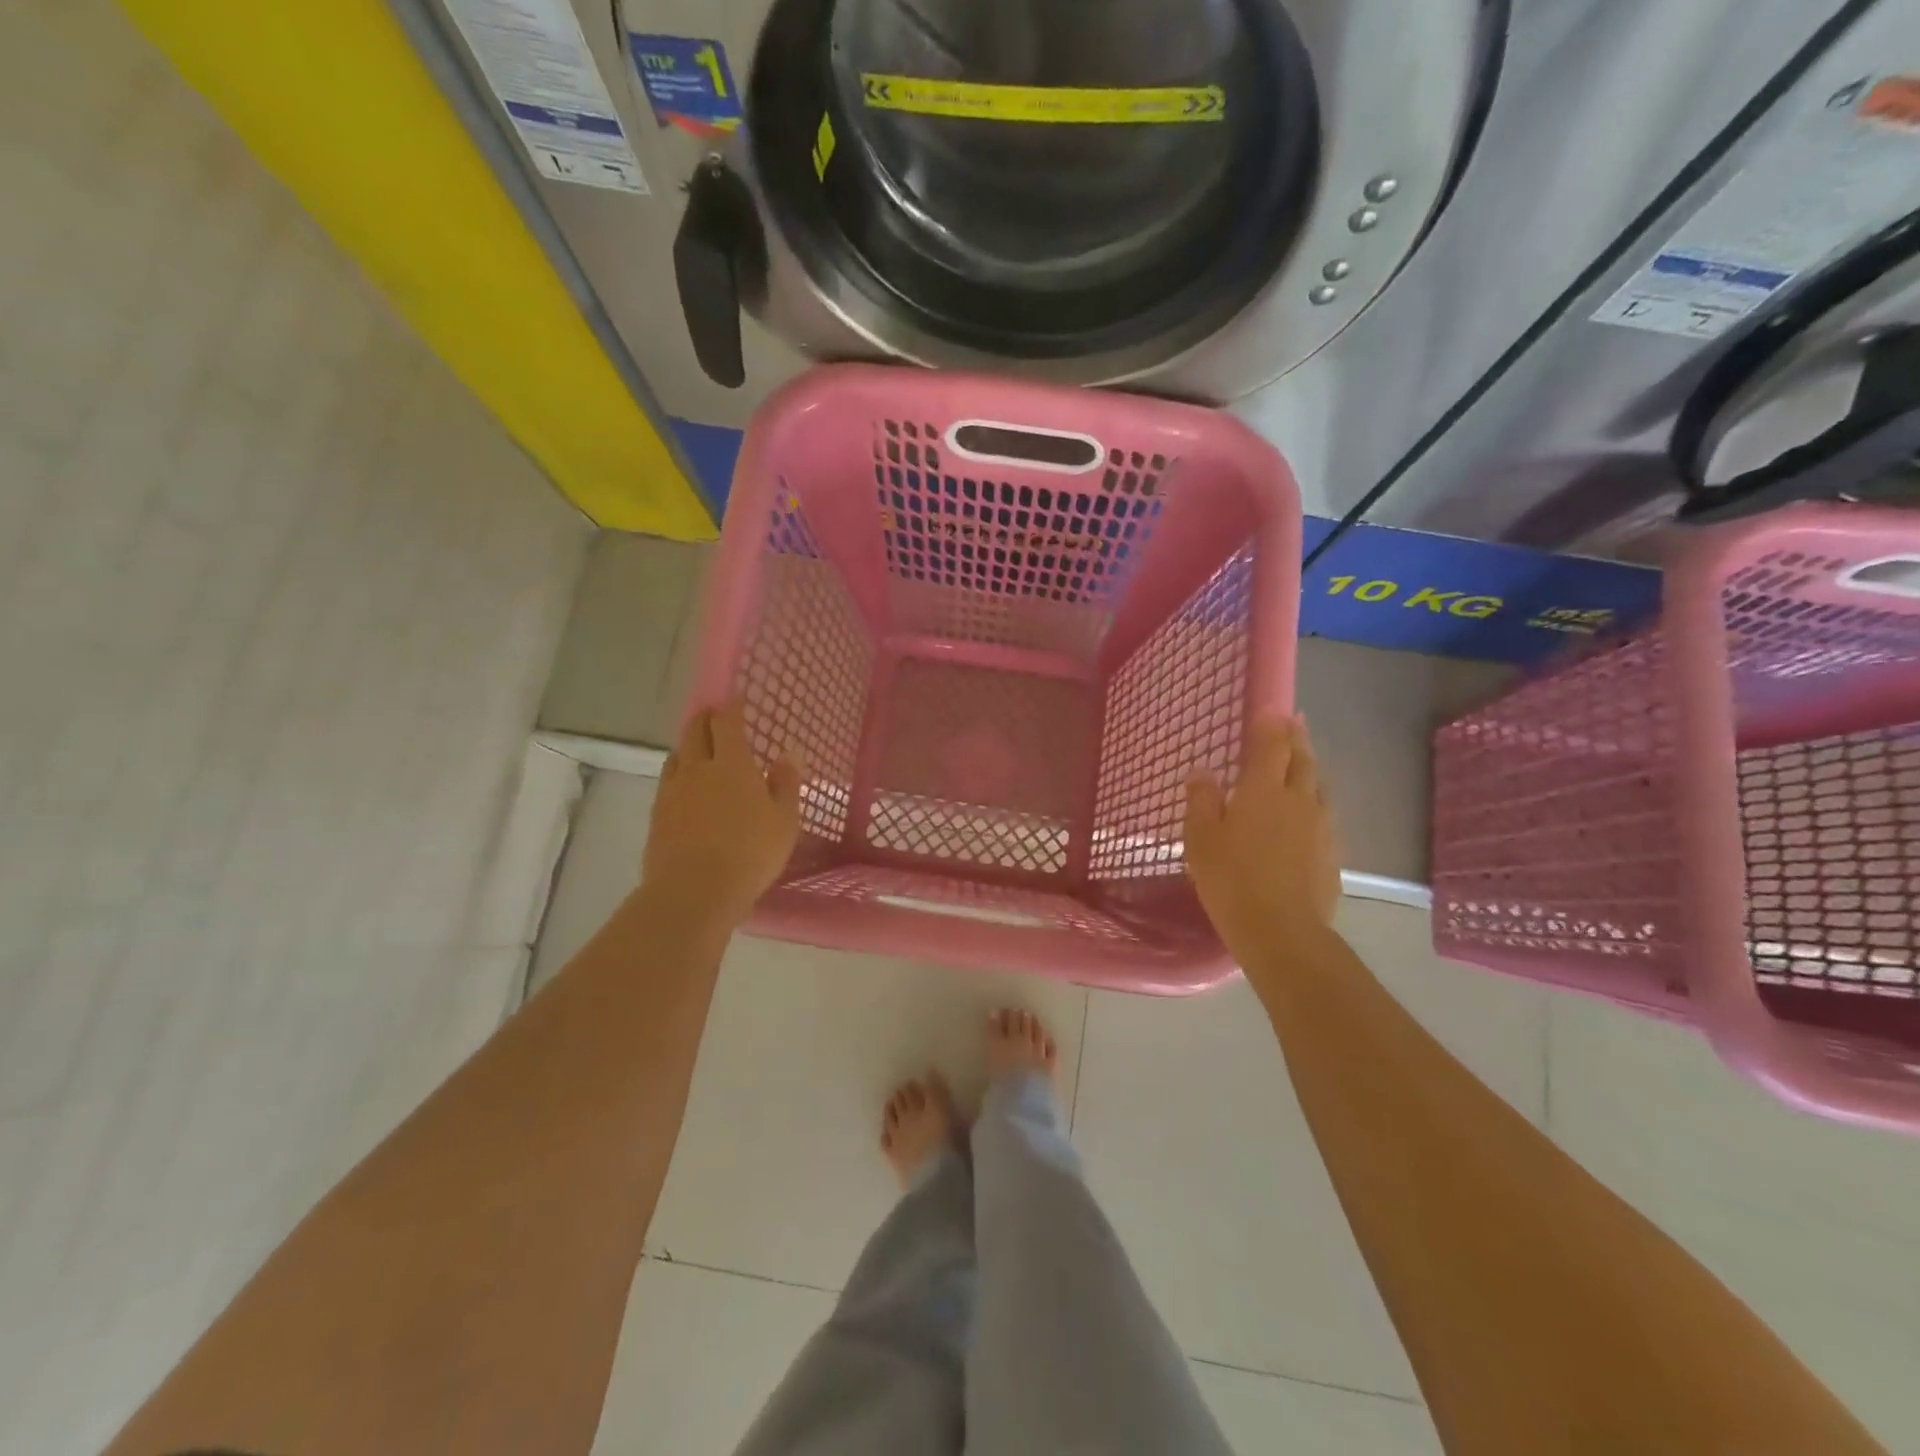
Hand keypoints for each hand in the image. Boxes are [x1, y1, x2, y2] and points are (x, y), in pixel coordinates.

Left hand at [643, 699, 802, 927]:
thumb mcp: (784, 821)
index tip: (736, 698)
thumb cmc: (750, 854)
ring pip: (677, 755)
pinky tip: (685, 786)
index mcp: (732, 764)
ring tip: (698, 748)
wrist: (694, 892)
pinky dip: (678, 773)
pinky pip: (668, 781)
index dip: (731, 707)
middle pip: (695, 731)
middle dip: (704, 718)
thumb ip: (786, 783)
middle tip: (714, 715)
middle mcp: (698, 769)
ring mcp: (673, 791)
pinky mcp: (657, 815)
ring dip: (688, 745)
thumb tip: (788, 752)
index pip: (728, 723)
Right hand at [1184, 714, 1341, 957]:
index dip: (1271, 724)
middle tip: (1294, 722)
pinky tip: (1309, 811)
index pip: (1271, 746)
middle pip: (1303, 759)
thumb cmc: (1231, 880)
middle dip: (1297, 737)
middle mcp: (1298, 799)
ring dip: (1310, 766)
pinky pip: (1324, 813)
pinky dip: (1315, 800)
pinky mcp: (1332, 852)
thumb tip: (1202, 771)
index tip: (1271, 708)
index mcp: (1263, 791)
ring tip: (1303, 759)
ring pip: (1318, 785)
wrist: (1282, 931)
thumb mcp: (1200, 839)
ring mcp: (1321, 826)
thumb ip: (1201, 800)